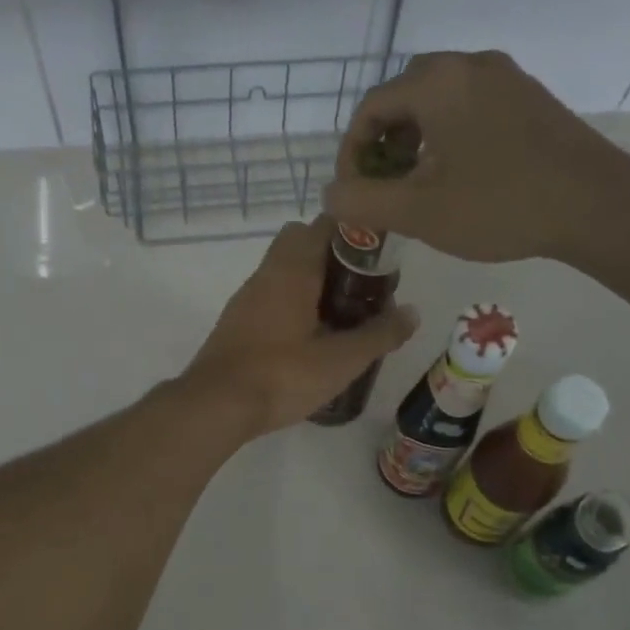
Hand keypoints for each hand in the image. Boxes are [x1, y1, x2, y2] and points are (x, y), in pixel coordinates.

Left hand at [183, 217, 418, 438]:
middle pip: (301, 242)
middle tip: (361, 288)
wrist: (216, 405)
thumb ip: (379, 334)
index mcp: (292, 270)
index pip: (323, 224)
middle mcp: (266, 274)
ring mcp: (247, 298)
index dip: (354, 232)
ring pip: (284, 270)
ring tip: (343, 315)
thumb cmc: (282, 376)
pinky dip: (293, 302)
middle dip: (332, 256)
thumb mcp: (341, 360)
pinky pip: (271, 295)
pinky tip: (311, 336)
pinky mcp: (237, 322)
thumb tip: (413, 312)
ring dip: (312, 281)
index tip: (378, 256)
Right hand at [321, 51, 629, 265]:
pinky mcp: (531, 96)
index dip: (352, 152)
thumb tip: (330, 193)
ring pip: (440, 99)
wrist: (597, 205)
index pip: (370, 108)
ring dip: (417, 137)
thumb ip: (362, 201)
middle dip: (385, 141)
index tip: (355, 191)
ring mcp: (506, 76)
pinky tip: (460, 172)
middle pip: (404, 96)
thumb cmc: (500, 205)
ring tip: (418, 182)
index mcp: (436, 81)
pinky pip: (472, 104)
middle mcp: (469, 64)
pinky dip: (450, 132)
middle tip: (384, 183)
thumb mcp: (418, 211)